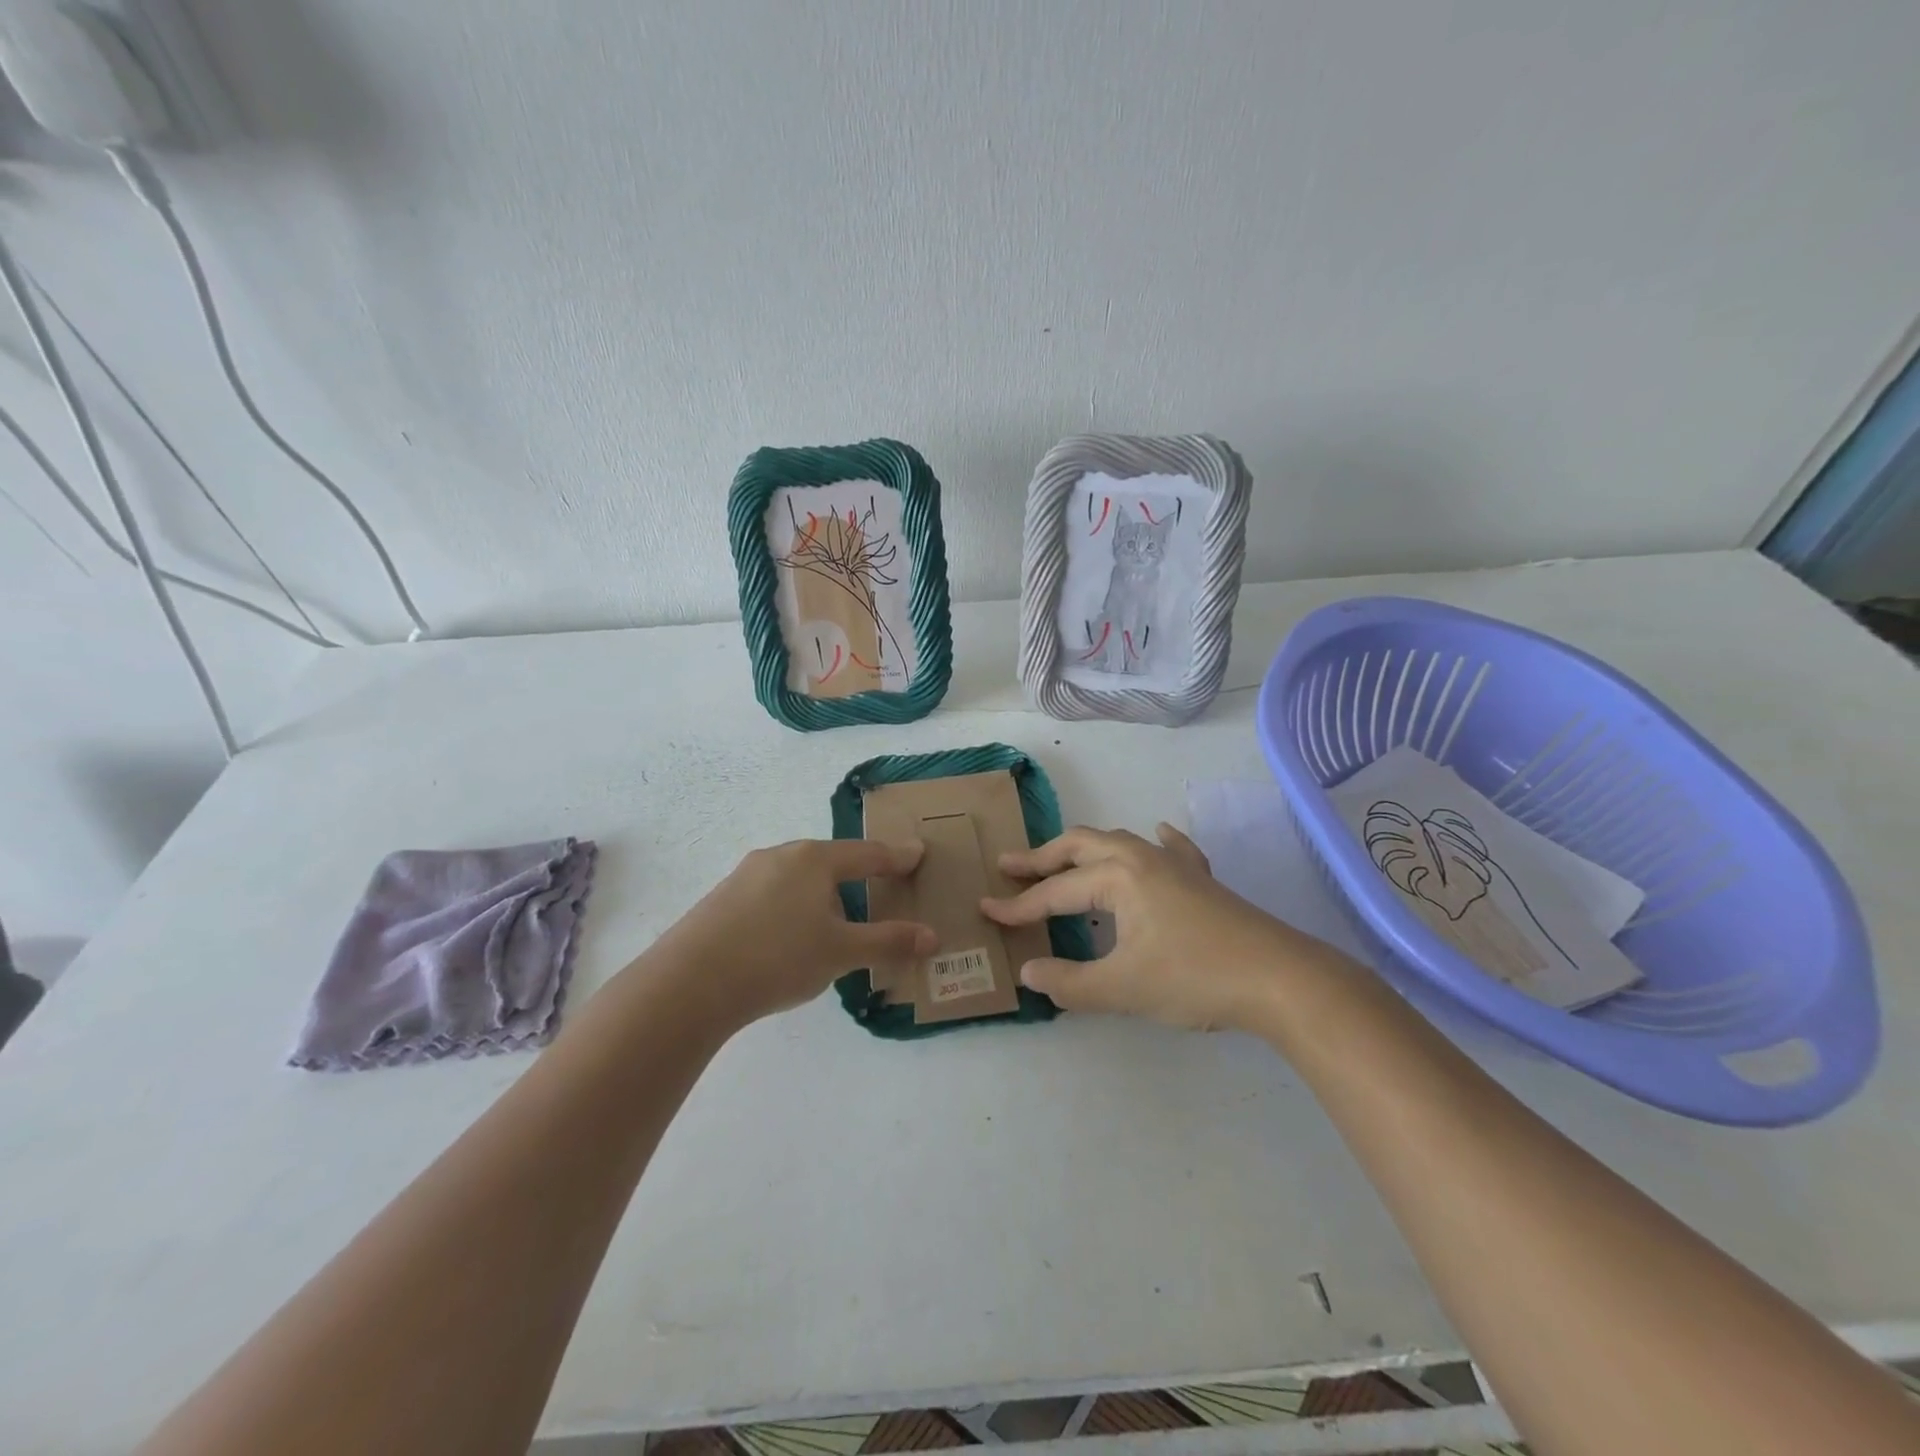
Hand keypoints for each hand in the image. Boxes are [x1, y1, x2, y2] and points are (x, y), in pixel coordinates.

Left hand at [639, 838, 934, 1028]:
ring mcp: (747, 874)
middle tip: (878, 888)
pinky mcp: (723, 898)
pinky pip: (772, 894)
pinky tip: (788, 937)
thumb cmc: (778, 957)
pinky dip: (793, 907)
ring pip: (798, 878)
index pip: (868, 853)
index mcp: (815, 859)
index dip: (896, 857)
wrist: (689, 982)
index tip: (916, 854)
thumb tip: (933, 937)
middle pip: (831, 861)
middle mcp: (781, 856)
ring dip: (822, 894)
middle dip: (857, 874)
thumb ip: (889, 942)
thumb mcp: (841, 952)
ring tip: (834, 923)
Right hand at [981, 823, 1331, 1031]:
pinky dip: (1154, 842)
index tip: (987, 910)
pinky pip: (1172, 849)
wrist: (1279, 977)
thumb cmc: (1194, 977)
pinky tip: (1158, 835)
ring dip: (1084, 851)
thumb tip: (1028, 972)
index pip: (1055, 894)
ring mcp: (1175, 864)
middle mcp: (1141, 857)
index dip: (1019, 906)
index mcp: (1117, 877)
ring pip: (1118, 843)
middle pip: (1080, 846)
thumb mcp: (1122, 988)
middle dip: (1043, 857)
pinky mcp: (1202, 880)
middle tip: (1011, 867)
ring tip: (1063, 862)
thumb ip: (1069, 983)